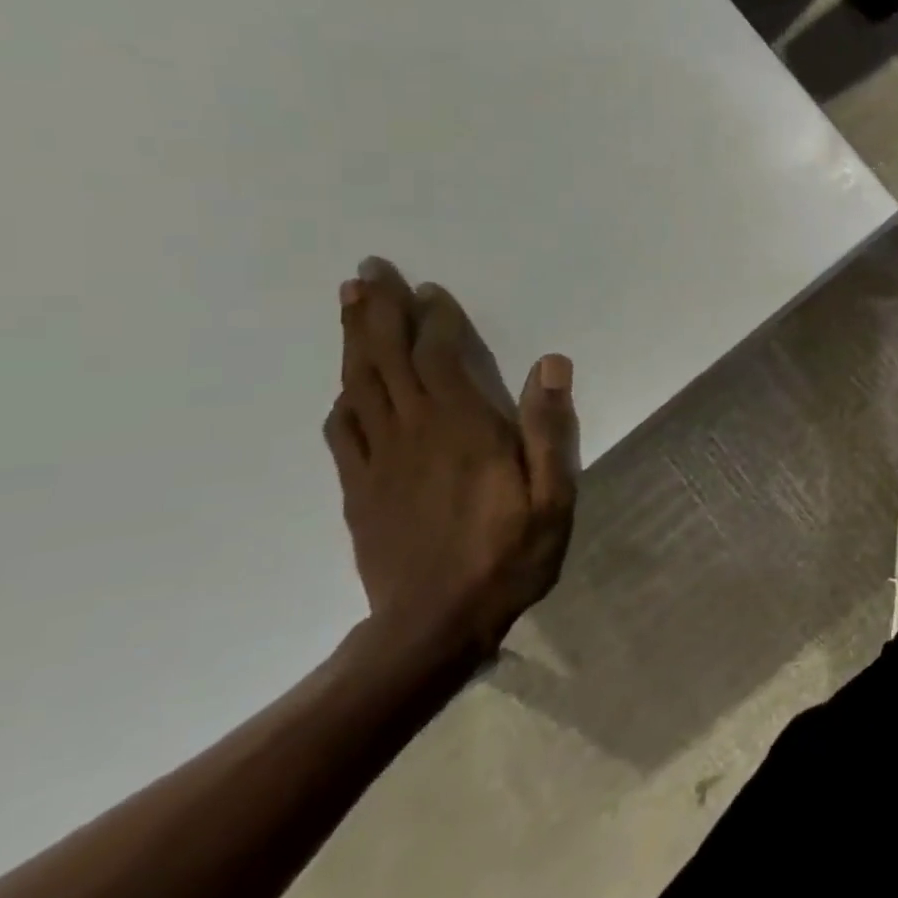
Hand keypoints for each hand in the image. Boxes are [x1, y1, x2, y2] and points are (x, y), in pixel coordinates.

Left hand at [323, 258, 578, 662]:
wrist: (431, 628)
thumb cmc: (507, 556)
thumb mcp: (553, 496)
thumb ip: (550, 428)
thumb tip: (551, 364)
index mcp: (463, 429)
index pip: (439, 357)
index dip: (433, 319)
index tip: (430, 289)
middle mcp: (414, 432)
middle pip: (387, 359)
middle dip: (378, 311)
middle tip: (368, 270)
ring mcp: (379, 460)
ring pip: (359, 385)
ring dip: (354, 341)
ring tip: (350, 304)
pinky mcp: (359, 488)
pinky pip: (343, 430)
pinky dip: (344, 397)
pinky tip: (348, 386)